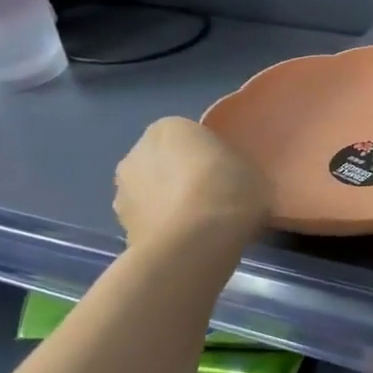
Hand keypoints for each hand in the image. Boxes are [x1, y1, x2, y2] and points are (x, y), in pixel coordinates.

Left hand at [114, 117, 268, 250]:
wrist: (194, 244)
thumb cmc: (228, 192)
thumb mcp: (253, 170)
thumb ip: (234, 167)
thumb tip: (229, 178)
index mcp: (170, 127)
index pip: (189, 135)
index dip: (208, 154)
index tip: (226, 173)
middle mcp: (137, 152)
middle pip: (164, 162)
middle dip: (181, 176)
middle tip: (212, 197)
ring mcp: (122, 191)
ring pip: (152, 192)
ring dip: (168, 203)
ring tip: (199, 225)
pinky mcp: (120, 227)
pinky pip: (149, 221)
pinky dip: (162, 228)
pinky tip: (187, 243)